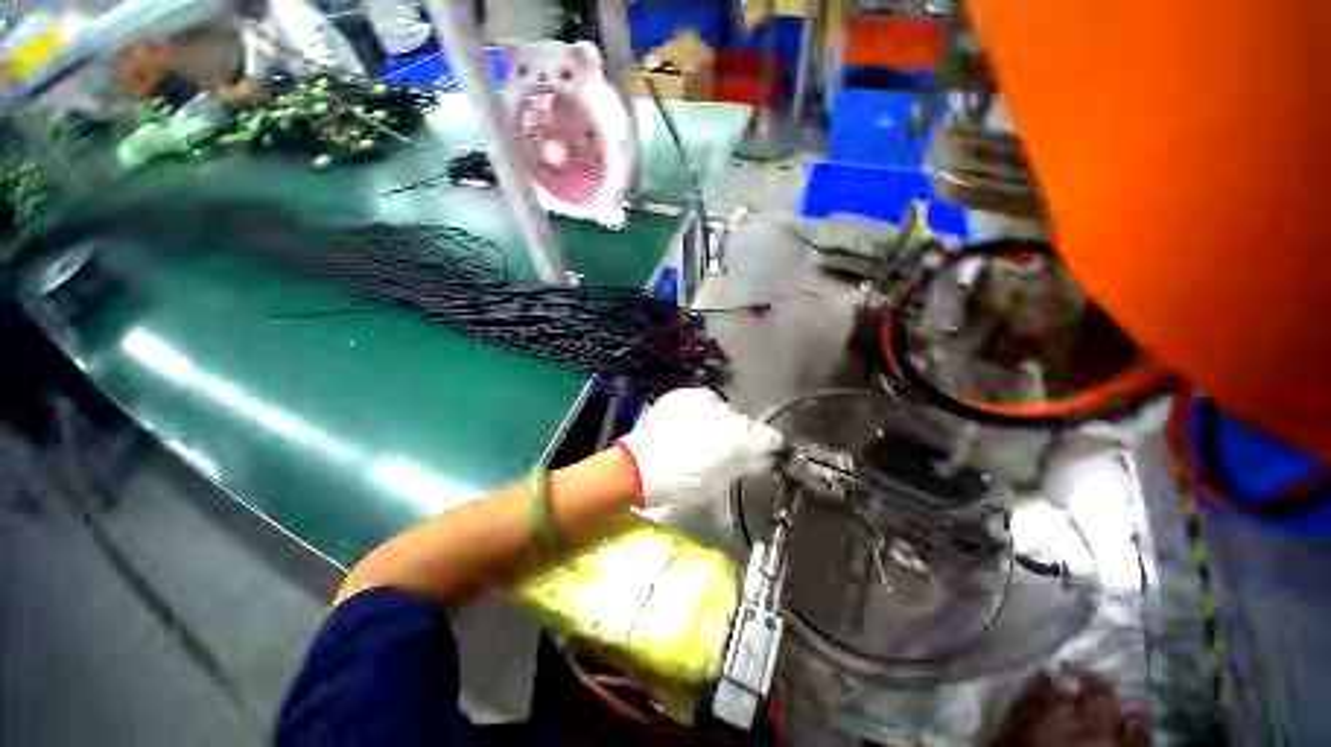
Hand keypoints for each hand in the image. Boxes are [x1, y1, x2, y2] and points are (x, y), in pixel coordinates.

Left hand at [617, 388, 782, 507]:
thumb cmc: (682, 482)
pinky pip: (701, 400)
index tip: (758, 451)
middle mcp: (728, 416)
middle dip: (736, 434)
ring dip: (717, 420)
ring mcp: (704, 402)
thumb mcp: (719, 481)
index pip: (769, 437)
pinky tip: (688, 422)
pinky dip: (699, 410)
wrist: (641, 467)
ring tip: (699, 434)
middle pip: (743, 423)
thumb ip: (742, 464)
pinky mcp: (685, 395)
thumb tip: (757, 457)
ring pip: (722, 409)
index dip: (765, 445)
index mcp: (740, 440)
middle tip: (720, 449)